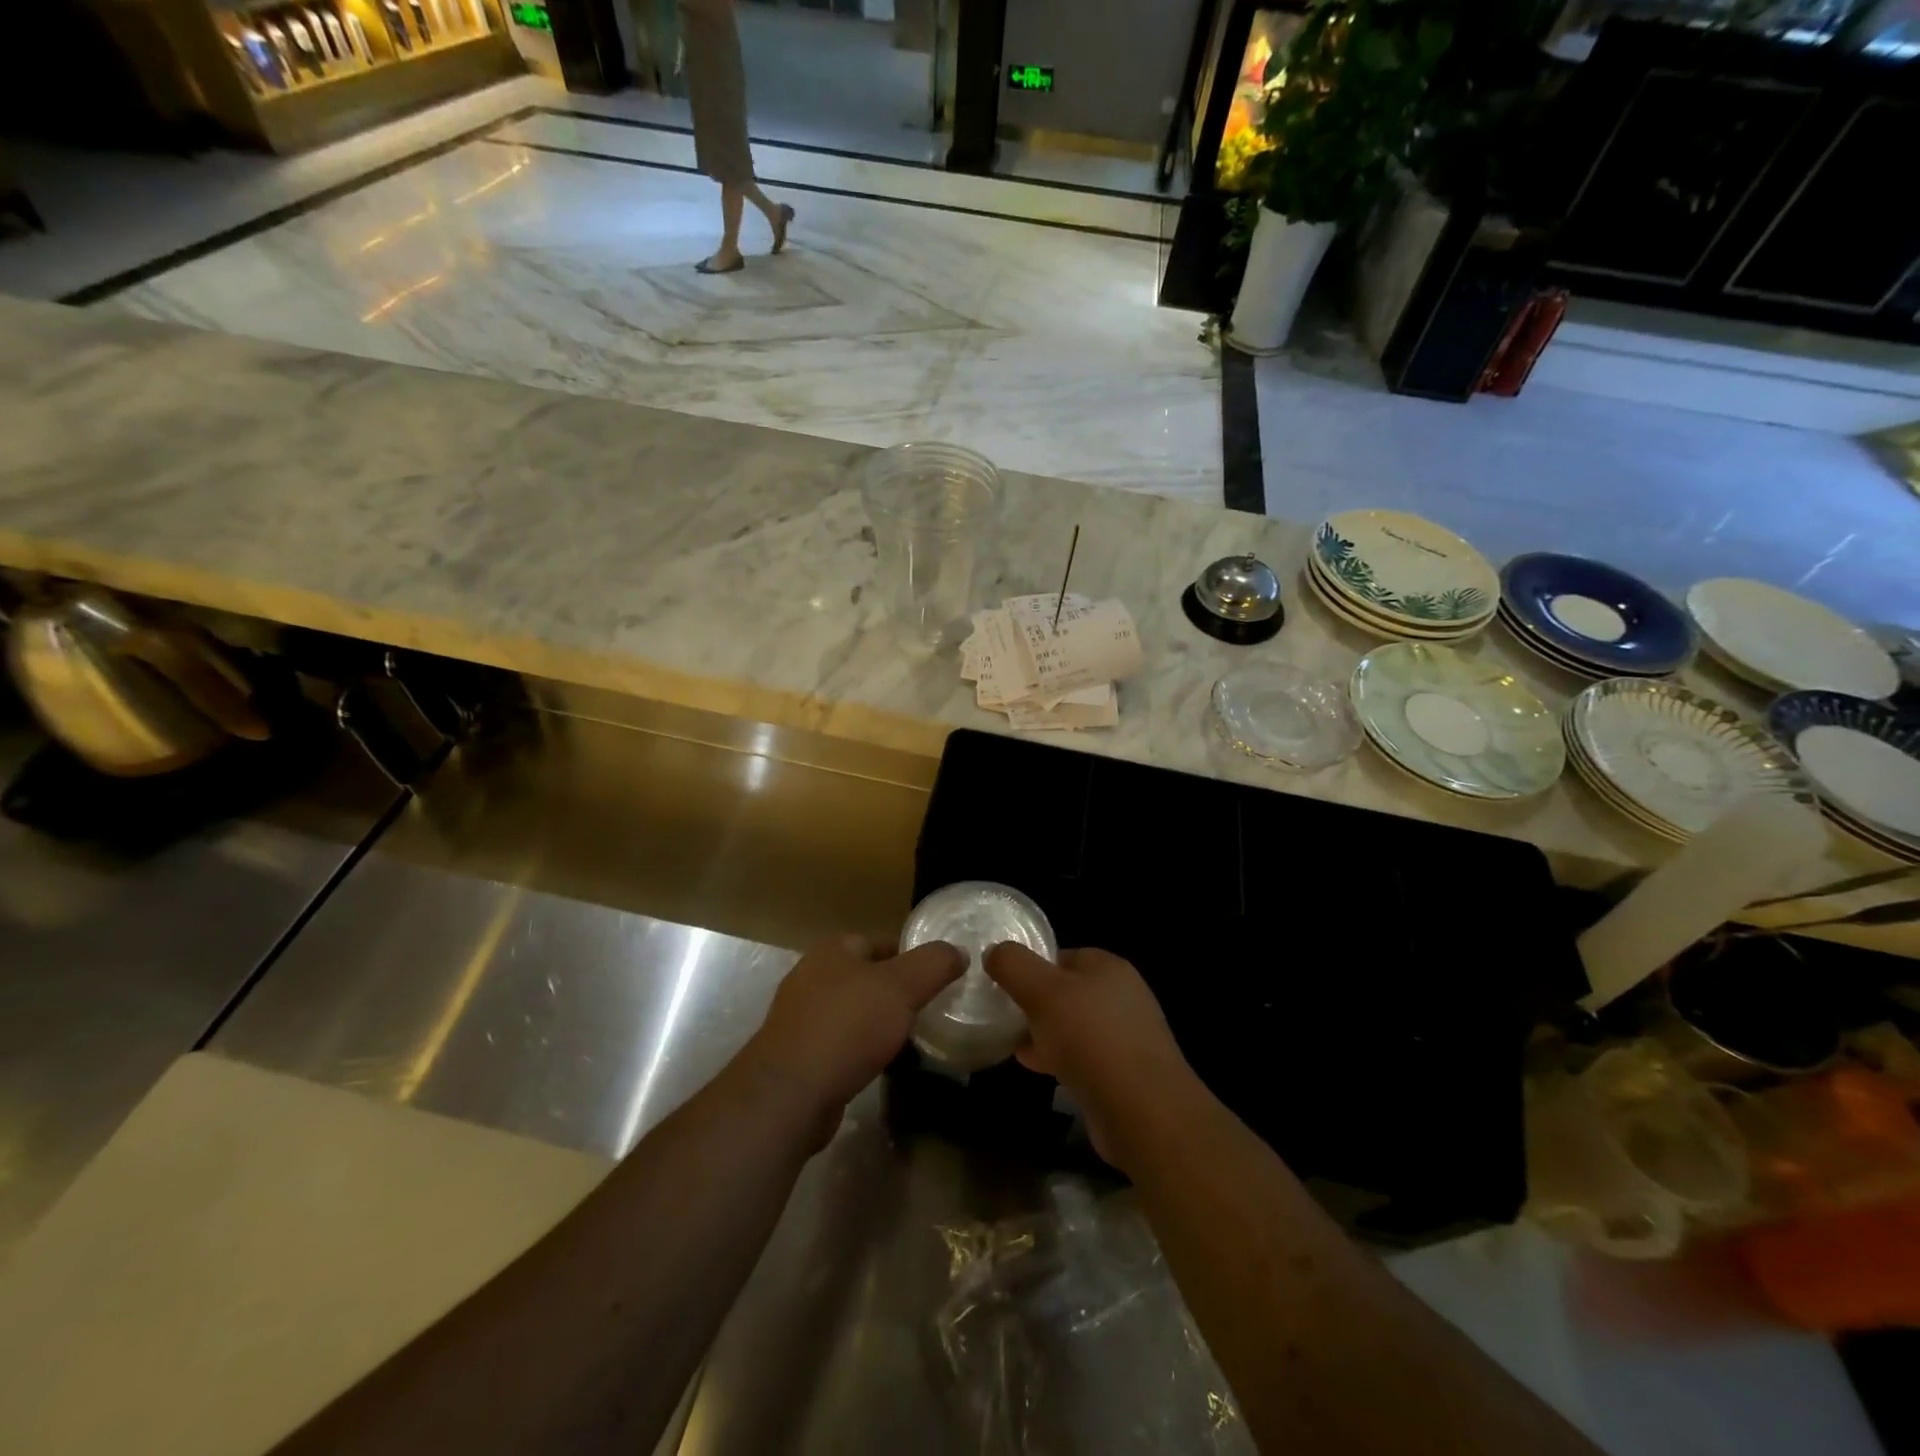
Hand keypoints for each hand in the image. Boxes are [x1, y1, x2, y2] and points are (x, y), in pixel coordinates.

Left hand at [738, 934, 963, 1149]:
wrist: (790, 1093)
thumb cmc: (848, 1026)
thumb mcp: (902, 987)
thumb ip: (933, 964)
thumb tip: (957, 951)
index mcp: (834, 950)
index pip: (882, 941)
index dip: (912, 956)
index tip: (939, 977)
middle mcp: (812, 975)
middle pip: (867, 976)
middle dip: (896, 991)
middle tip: (930, 1008)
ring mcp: (800, 1016)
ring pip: (853, 1011)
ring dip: (879, 1022)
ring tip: (911, 1038)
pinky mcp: (798, 1054)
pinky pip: (840, 1042)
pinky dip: (861, 1049)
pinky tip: (880, 1064)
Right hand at [985, 944, 1201, 1173]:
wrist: (1143, 1112)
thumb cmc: (1091, 1038)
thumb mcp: (1042, 990)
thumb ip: (1013, 965)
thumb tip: (994, 952)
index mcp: (1107, 966)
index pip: (1060, 955)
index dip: (1028, 967)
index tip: (1000, 984)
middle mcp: (1121, 995)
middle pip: (1065, 991)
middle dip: (1033, 1003)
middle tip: (1002, 1015)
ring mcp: (1125, 1036)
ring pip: (1072, 1026)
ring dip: (1042, 1033)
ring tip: (1011, 1043)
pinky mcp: (1123, 1073)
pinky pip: (1082, 1057)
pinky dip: (1058, 1059)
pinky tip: (1036, 1068)